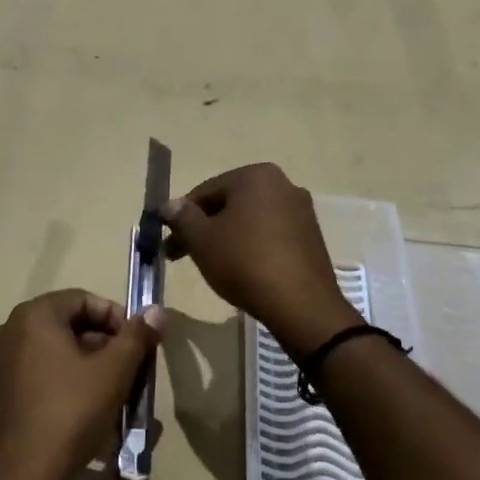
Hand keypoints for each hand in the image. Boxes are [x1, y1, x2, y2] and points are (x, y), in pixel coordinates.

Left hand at [0, 290, 162, 479]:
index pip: (84, 299)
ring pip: (54, 355)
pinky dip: (63, 387)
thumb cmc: (68, 415)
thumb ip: (136, 337)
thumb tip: (156, 310)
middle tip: (131, 374)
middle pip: (68, 327)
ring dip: (87, 370)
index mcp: (33, 317)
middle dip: (105, 348)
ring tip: (113, 399)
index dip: (117, 319)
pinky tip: (83, 418)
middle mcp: (8, 331)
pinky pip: (37, 378)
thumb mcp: (112, 374)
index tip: (139, 346)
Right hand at [161, 164, 359, 353]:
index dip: (181, 218)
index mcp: (255, 176)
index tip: (168, 244)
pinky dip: (252, 246)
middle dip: (204, 228)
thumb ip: (182, 217)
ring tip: (212, 265)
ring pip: (250, 220)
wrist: (301, 304)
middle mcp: (283, 184)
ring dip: (226, 237)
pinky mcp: (311, 236)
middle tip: (183, 256)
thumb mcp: (202, 240)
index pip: (205, 192)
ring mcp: (301, 210)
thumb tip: (168, 205)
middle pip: (229, 204)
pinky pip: (271, 234)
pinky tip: (243, 270)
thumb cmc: (244, 262)